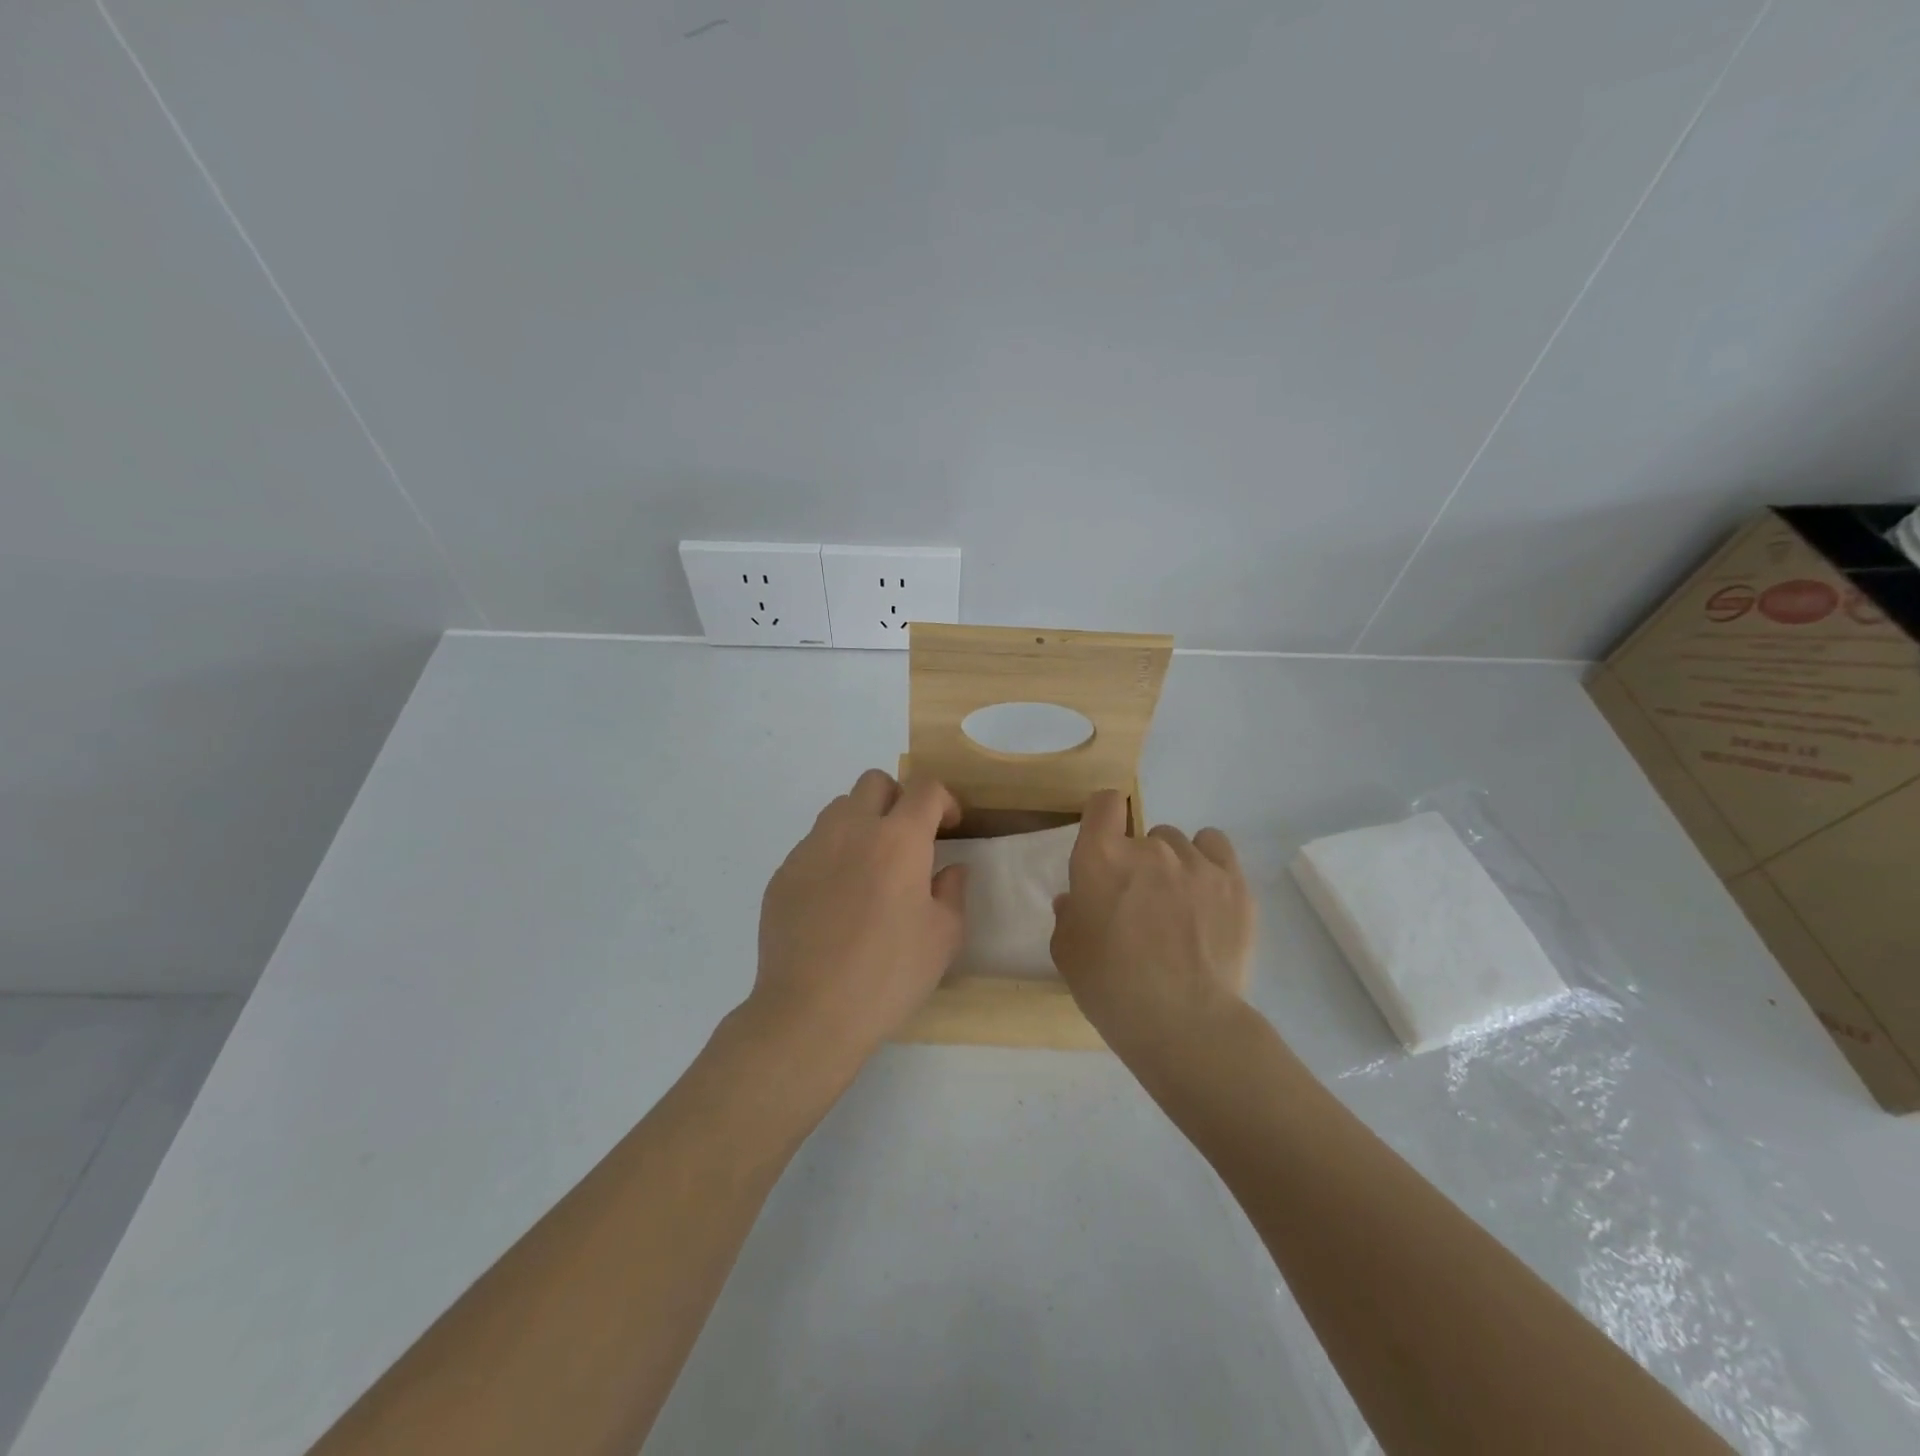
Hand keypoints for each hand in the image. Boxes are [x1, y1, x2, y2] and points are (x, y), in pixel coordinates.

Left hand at [748, 770, 967, 1082]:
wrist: (810, 1012)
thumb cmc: (888, 974)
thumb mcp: (943, 937)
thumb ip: (951, 891)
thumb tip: (948, 868)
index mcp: (898, 840)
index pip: (925, 789)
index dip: (943, 800)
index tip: (948, 826)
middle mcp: (851, 830)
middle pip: (875, 782)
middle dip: (898, 799)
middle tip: (907, 839)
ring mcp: (810, 849)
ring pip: (839, 808)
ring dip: (862, 822)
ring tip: (870, 867)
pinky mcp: (783, 873)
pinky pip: (813, 845)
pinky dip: (832, 855)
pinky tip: (835, 900)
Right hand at [1050, 790, 1254, 1062]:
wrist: (1184, 1022)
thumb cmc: (1112, 987)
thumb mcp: (1068, 953)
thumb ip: (1068, 915)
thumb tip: (1075, 899)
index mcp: (1101, 858)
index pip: (1104, 804)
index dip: (1103, 817)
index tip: (1105, 842)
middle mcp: (1149, 847)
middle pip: (1143, 834)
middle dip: (1137, 863)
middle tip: (1140, 905)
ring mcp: (1196, 861)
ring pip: (1179, 843)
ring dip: (1173, 865)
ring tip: (1179, 906)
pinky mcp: (1233, 881)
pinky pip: (1215, 847)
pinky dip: (1208, 862)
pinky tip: (1207, 893)